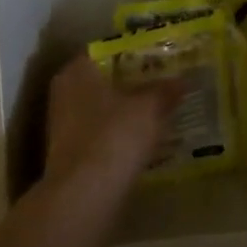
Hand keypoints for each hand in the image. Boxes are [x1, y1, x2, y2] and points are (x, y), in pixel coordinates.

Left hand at [43, 56, 182, 193]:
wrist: (85, 195)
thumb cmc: (114, 136)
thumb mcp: (149, 108)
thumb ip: (165, 90)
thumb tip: (182, 81)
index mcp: (77, 71)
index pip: (105, 51)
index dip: (133, 52)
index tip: (158, 57)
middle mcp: (65, 93)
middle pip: (103, 81)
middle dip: (131, 83)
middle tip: (163, 82)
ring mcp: (64, 126)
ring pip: (102, 109)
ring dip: (126, 111)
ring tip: (159, 110)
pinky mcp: (71, 154)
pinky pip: (101, 134)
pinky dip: (119, 135)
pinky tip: (144, 139)